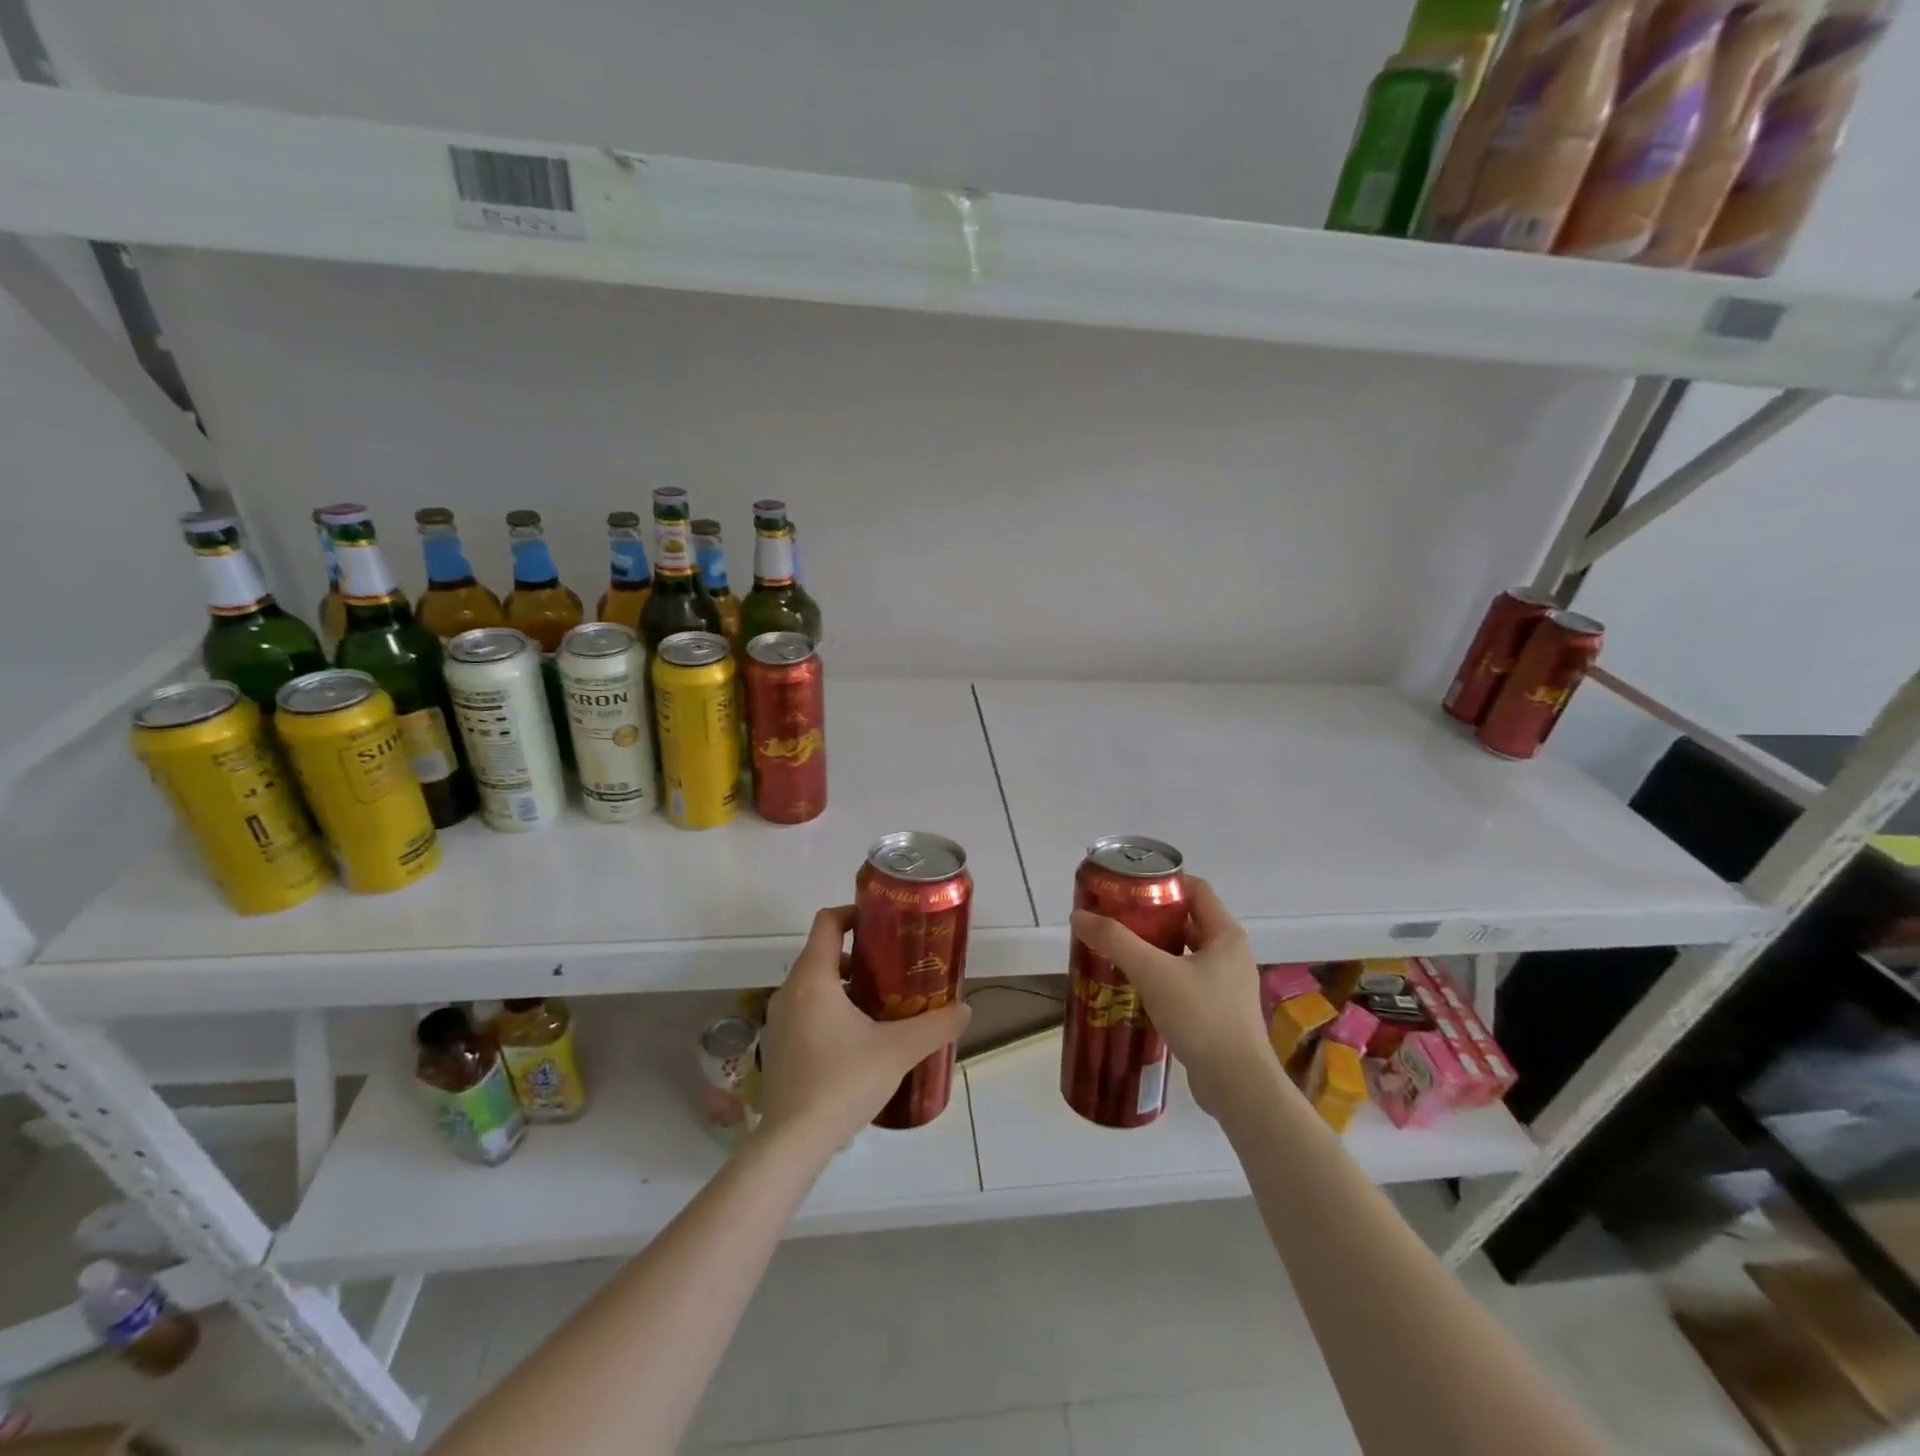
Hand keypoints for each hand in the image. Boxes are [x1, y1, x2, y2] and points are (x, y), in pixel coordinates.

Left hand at [757, 906, 972, 1149]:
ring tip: (879, 1006)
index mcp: (813, 978)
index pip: (827, 922)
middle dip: (857, 956)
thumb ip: (934, 1026)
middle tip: (892, 969)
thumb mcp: (898, 1050)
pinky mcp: (777, 1047)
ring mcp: (778, 1021)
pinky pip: (804, 1011)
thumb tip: (964, 1009)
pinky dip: (827, 1010)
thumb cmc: (843, 1082)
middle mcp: (790, 991)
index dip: (853, 914)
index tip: (882, 925)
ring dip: (843, 986)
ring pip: (812, 985)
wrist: (793, 1142)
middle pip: (821, 953)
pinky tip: (855, 1040)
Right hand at [1069, 876, 1275, 1117]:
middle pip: (1188, 920)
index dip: (1163, 882)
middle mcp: (1231, 954)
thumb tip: (1078, 916)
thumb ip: (1115, 941)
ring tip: (1119, 951)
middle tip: (1116, 919)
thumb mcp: (1153, 972)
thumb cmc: (1201, 1017)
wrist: (1237, 1085)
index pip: (1196, 889)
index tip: (1128, 887)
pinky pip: (1186, 981)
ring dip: (1155, 949)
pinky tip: (1136, 987)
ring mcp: (1227, 985)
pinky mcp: (1219, 1012)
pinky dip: (1162, 976)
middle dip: (1152, 917)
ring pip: (1186, 953)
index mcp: (1226, 934)